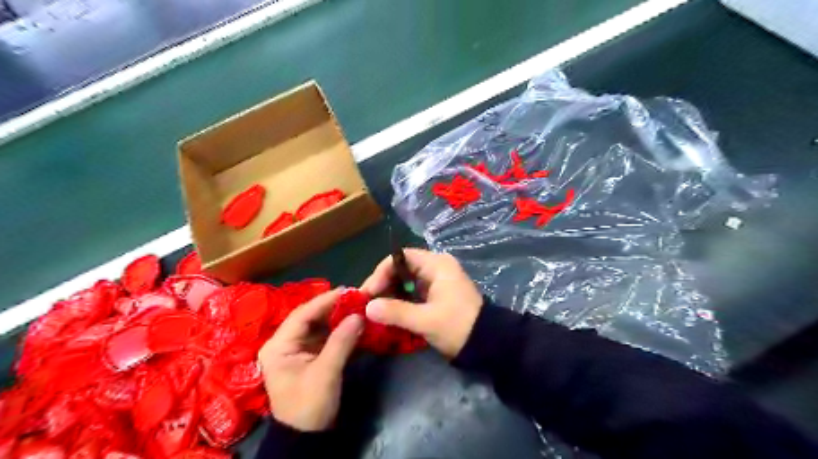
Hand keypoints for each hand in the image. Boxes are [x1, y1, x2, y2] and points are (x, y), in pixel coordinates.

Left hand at [256, 289, 361, 430]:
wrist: (306, 439)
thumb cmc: (309, 406)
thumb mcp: (325, 373)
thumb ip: (341, 342)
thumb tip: (359, 315)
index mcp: (278, 346)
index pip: (302, 314)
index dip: (325, 301)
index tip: (348, 291)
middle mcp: (285, 343)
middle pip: (310, 318)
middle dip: (334, 308)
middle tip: (357, 298)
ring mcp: (297, 350)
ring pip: (319, 326)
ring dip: (338, 318)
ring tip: (359, 308)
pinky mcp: (309, 357)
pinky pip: (325, 338)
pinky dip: (340, 331)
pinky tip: (355, 325)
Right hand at [360, 247, 479, 358]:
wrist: (488, 343)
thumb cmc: (459, 326)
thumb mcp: (426, 320)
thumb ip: (396, 312)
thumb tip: (367, 308)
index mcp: (436, 264)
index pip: (400, 257)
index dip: (381, 273)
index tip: (368, 293)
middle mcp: (436, 267)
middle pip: (401, 269)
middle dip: (383, 285)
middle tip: (367, 304)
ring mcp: (437, 281)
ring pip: (405, 282)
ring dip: (389, 295)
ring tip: (374, 311)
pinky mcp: (437, 295)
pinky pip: (412, 293)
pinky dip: (400, 302)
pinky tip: (389, 315)